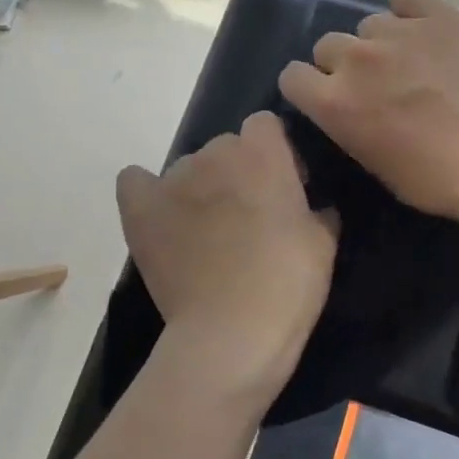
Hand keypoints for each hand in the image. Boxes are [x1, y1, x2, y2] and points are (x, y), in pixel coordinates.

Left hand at [117, 112, 337, 414]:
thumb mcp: (323, 244)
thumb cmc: (287, 284)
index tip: (284, 190)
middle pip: (226, 146)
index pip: (265, 126)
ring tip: (205, 233)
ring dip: (199, 189)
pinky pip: (135, 181)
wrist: (231, 332)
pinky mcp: (140, 208)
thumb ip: (318, 210)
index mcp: (263, 153)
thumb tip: (313, 205)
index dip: (276, 154)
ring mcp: (173, 178)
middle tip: (247, 218)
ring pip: (187, 168)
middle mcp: (215, 153)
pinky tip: (159, 216)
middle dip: (238, 173)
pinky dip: (147, 193)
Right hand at [277, 0, 458, 238]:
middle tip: (373, 84)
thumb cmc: (438, 181)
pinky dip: (409, 7)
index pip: (292, 76)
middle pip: (327, 45)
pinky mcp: (441, 15)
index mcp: (334, 103)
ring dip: (379, 42)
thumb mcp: (375, 166)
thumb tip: (347, 108)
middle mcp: (357, 60)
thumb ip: (348, 127)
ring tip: (410, 60)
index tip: (324, 97)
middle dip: (342, 65)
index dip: (306, 88)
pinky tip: (422, 24)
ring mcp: (399, 32)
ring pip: (369, 24)